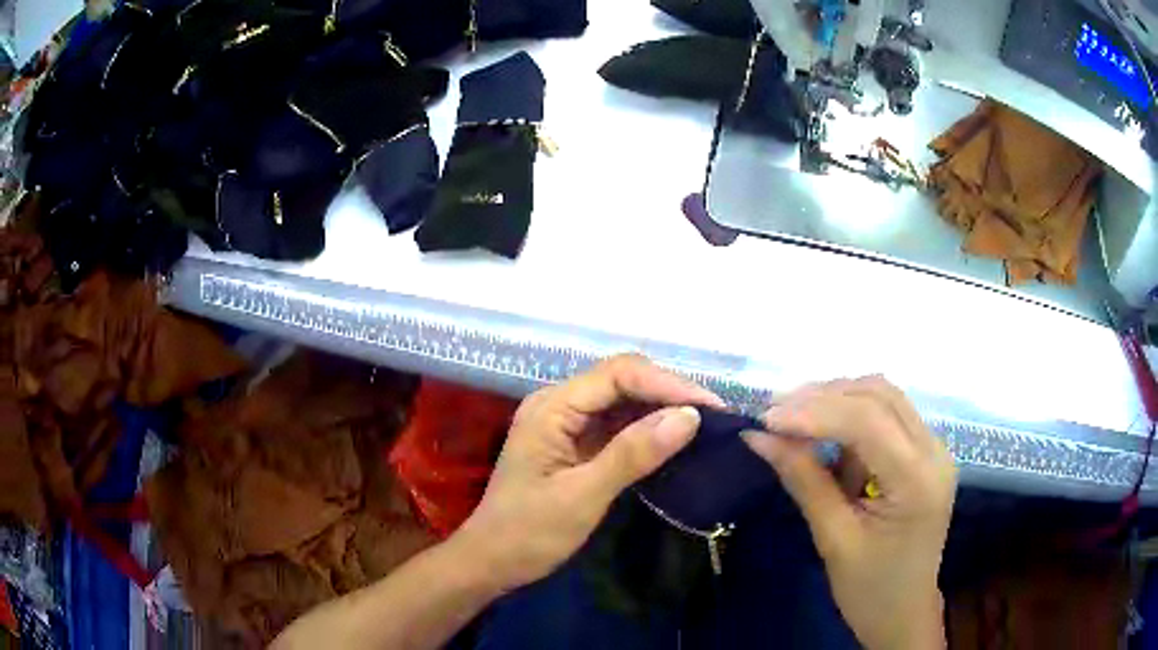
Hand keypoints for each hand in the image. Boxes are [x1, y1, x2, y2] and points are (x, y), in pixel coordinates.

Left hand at [455, 354, 723, 593]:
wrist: (491, 562)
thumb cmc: (529, 533)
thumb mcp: (583, 496)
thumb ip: (633, 454)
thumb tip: (689, 416)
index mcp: (552, 407)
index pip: (619, 374)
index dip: (668, 384)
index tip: (711, 407)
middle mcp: (558, 404)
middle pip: (622, 380)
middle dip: (669, 393)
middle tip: (715, 416)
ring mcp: (565, 423)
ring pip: (622, 401)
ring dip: (661, 409)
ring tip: (704, 425)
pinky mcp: (574, 443)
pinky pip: (616, 425)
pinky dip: (647, 429)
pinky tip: (673, 439)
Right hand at [743, 377, 956, 649]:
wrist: (903, 613)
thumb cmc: (869, 589)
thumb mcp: (833, 539)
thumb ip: (803, 481)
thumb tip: (758, 436)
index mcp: (918, 480)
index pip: (868, 421)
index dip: (814, 412)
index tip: (765, 418)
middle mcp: (934, 451)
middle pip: (879, 395)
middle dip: (824, 397)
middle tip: (775, 414)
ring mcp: (933, 448)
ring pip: (884, 397)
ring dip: (837, 400)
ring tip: (793, 420)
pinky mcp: (924, 453)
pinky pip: (887, 415)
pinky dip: (851, 417)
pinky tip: (823, 436)